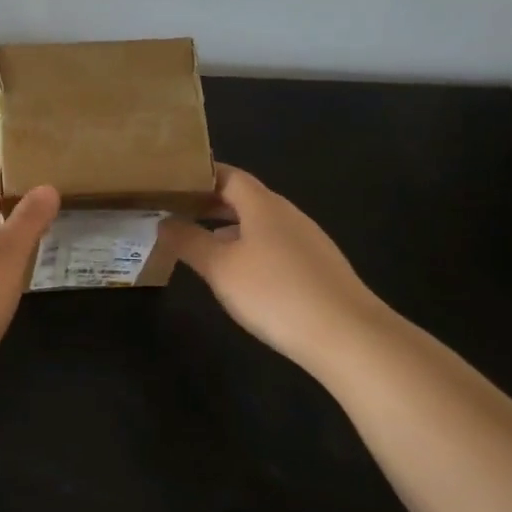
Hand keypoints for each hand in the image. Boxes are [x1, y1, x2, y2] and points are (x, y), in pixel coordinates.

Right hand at [168, 165, 391, 378]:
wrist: (347, 336)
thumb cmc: (275, 292)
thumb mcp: (220, 267)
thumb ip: (188, 240)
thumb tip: (164, 220)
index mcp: (263, 205)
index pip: (228, 175)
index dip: (199, 175)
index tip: (170, 183)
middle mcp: (287, 215)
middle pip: (244, 198)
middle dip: (210, 203)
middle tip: (175, 211)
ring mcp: (307, 241)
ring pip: (260, 224)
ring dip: (228, 228)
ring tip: (199, 243)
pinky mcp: (317, 268)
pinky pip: (275, 246)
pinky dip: (249, 249)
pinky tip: (239, 275)